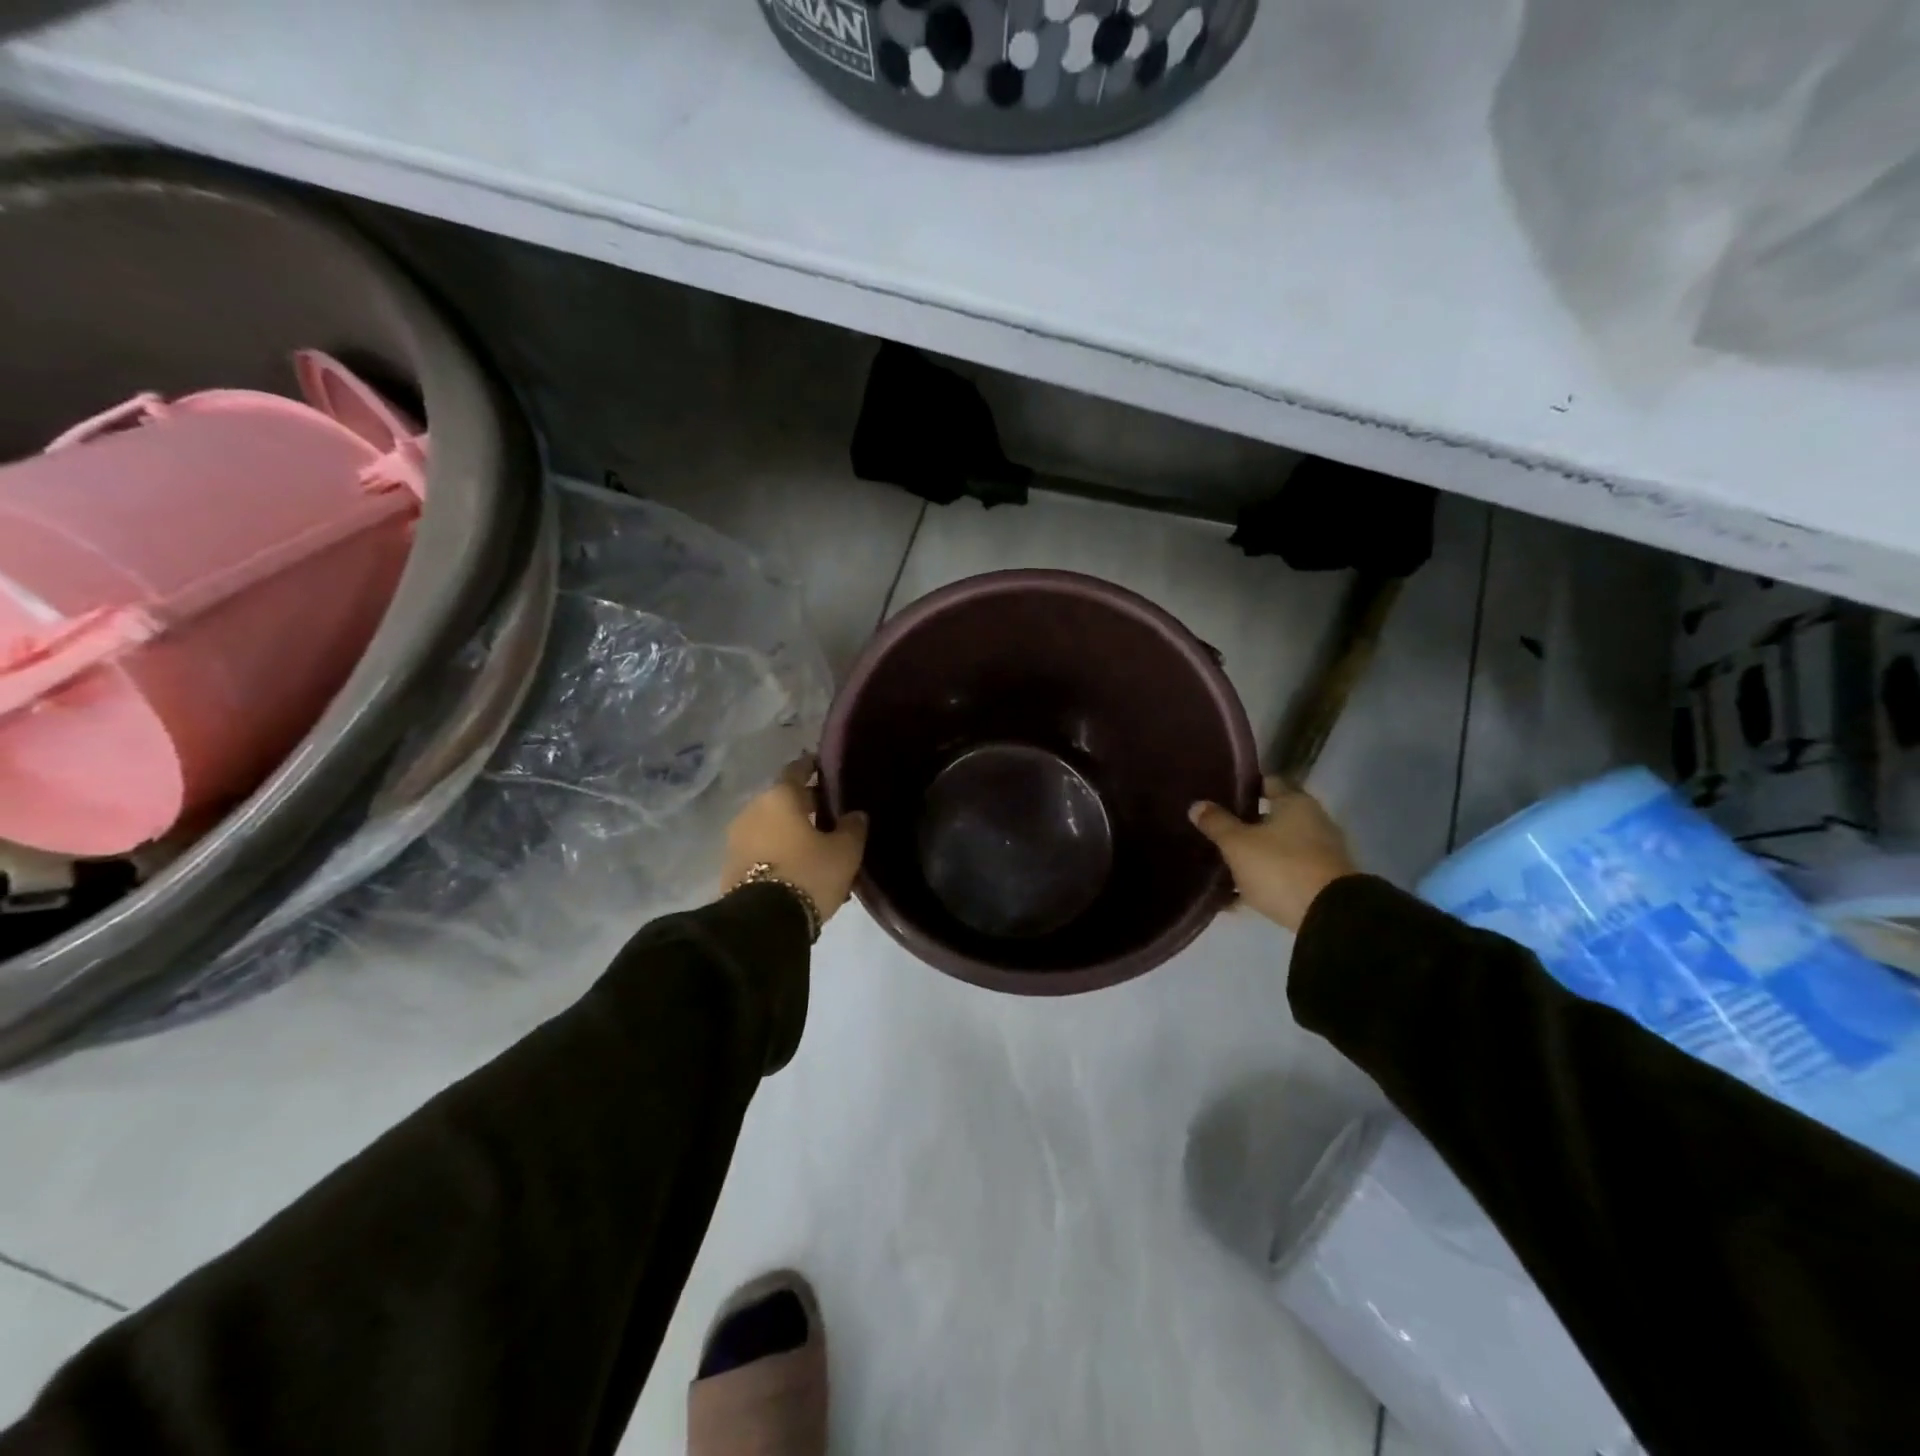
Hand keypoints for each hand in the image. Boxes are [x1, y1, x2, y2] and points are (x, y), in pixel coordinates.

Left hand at [722, 756, 868, 923]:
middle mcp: (753, 810)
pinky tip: (799, 870)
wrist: (763, 922)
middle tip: (829, 816)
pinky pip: (762, 851)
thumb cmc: (808, 873)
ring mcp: (737, 839)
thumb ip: (853, 827)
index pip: (796, 770)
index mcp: (779, 797)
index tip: (823, 767)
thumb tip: (855, 814)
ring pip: (772, 828)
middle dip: (804, 806)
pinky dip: (779, 854)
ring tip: (817, 849)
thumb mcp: (845, 851)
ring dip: (791, 833)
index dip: (811, 767)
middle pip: (783, 801)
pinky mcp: (730, 868)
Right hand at [1189, 777, 1357, 932]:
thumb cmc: (1280, 867)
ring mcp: (1320, 854)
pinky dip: (1263, 880)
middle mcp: (1313, 822)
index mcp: (1295, 803)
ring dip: (1253, 854)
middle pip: (1272, 817)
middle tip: (1214, 831)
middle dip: (1244, 824)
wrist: (1330, 918)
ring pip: (1277, 848)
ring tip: (1221, 864)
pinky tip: (1236, 895)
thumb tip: (1197, 805)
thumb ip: (1216, 823)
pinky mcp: (1320, 883)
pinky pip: (1284, 874)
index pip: (1267, 783)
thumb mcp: (1238, 844)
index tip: (1219, 793)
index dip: (1243, 787)